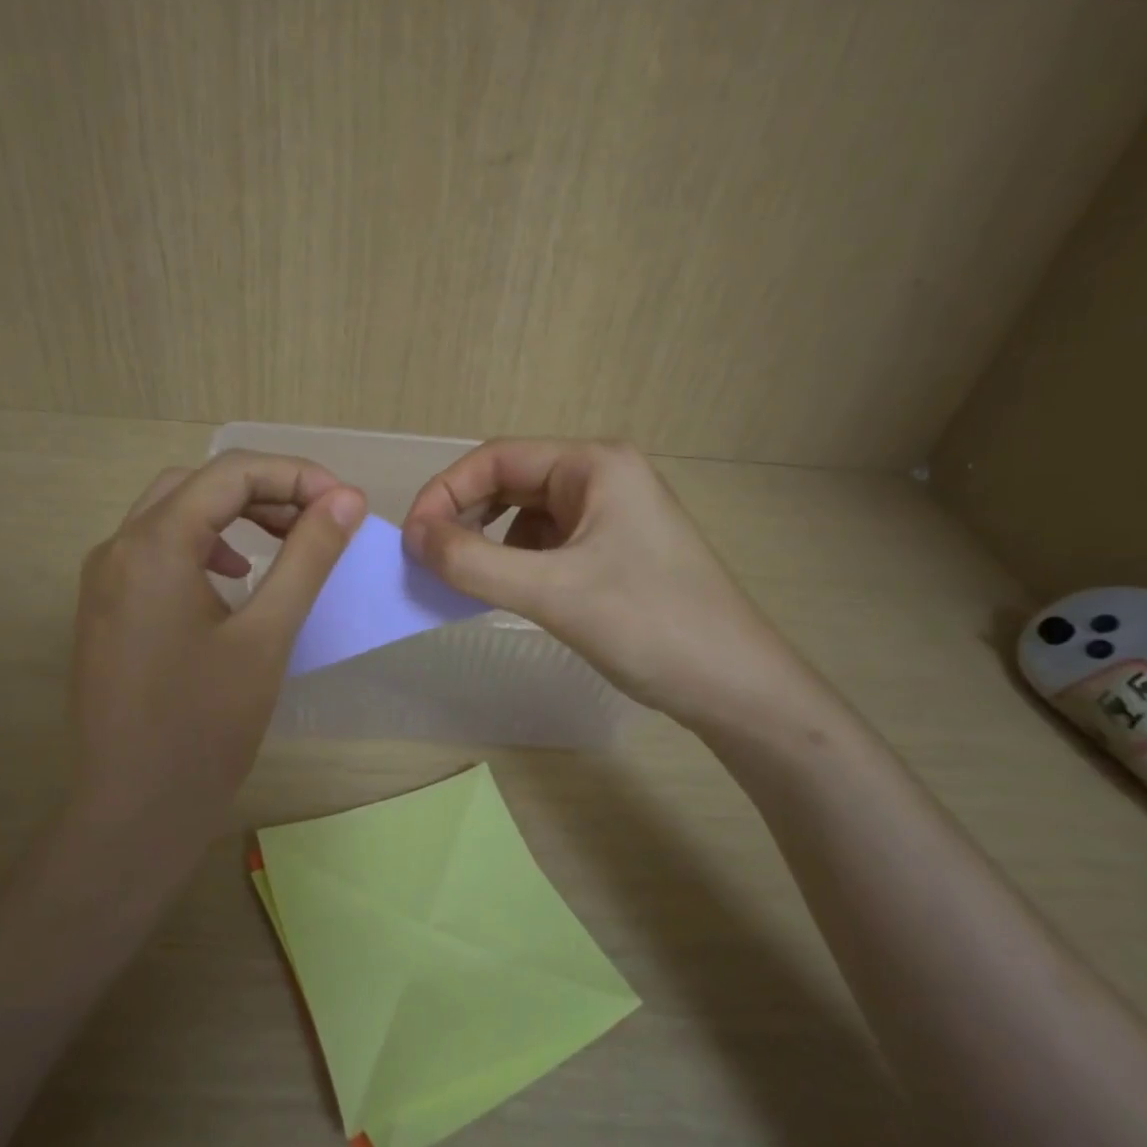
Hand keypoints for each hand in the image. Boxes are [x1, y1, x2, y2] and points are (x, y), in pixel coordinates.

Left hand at [69, 451, 365, 882]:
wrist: (133, 813)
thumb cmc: (205, 727)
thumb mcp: (268, 635)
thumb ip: (307, 556)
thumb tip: (346, 499)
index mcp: (154, 545)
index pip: (231, 473)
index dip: (296, 476)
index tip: (346, 504)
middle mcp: (118, 547)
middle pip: (200, 485)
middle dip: (266, 490)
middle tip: (320, 520)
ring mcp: (105, 579)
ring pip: (175, 513)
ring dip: (234, 514)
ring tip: (286, 540)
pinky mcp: (106, 608)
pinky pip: (158, 549)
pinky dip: (205, 544)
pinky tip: (236, 577)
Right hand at [402, 439, 822, 730]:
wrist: (736, 688)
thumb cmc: (650, 626)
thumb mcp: (553, 592)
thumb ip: (474, 562)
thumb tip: (413, 537)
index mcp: (594, 464)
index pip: (497, 458)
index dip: (445, 492)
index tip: (411, 539)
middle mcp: (602, 477)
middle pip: (510, 482)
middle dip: (464, 517)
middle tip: (426, 560)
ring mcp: (610, 514)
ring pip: (524, 515)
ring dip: (486, 542)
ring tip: (460, 579)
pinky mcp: (612, 550)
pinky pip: (545, 544)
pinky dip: (513, 562)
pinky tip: (502, 591)